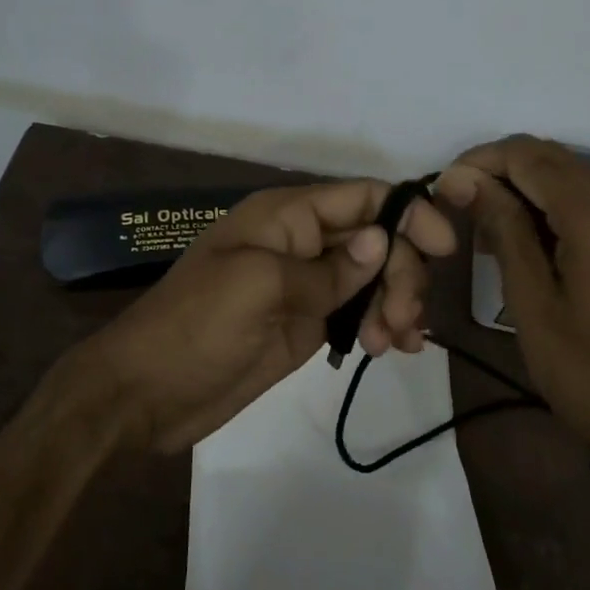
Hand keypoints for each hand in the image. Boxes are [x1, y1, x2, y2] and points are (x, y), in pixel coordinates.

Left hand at [70, 179, 456, 452]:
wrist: (146, 393)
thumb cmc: (196, 327)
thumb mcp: (259, 288)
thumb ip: (327, 268)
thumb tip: (382, 238)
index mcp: (286, 215)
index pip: (361, 196)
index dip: (407, 213)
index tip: (443, 248)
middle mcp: (301, 242)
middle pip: (376, 238)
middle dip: (400, 272)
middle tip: (401, 318)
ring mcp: (306, 285)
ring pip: (373, 276)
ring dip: (396, 301)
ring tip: (395, 343)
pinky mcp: (307, 324)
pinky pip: (359, 312)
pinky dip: (384, 324)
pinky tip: (398, 348)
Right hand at [438, 136, 589, 445]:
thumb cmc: (586, 369)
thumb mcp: (531, 301)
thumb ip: (502, 228)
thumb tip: (463, 178)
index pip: (526, 156)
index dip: (479, 161)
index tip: (445, 187)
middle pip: (552, 157)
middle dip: (501, 169)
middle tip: (461, 204)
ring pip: (574, 172)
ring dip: (528, 185)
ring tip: (490, 223)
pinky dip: (558, 201)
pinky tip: (533, 235)